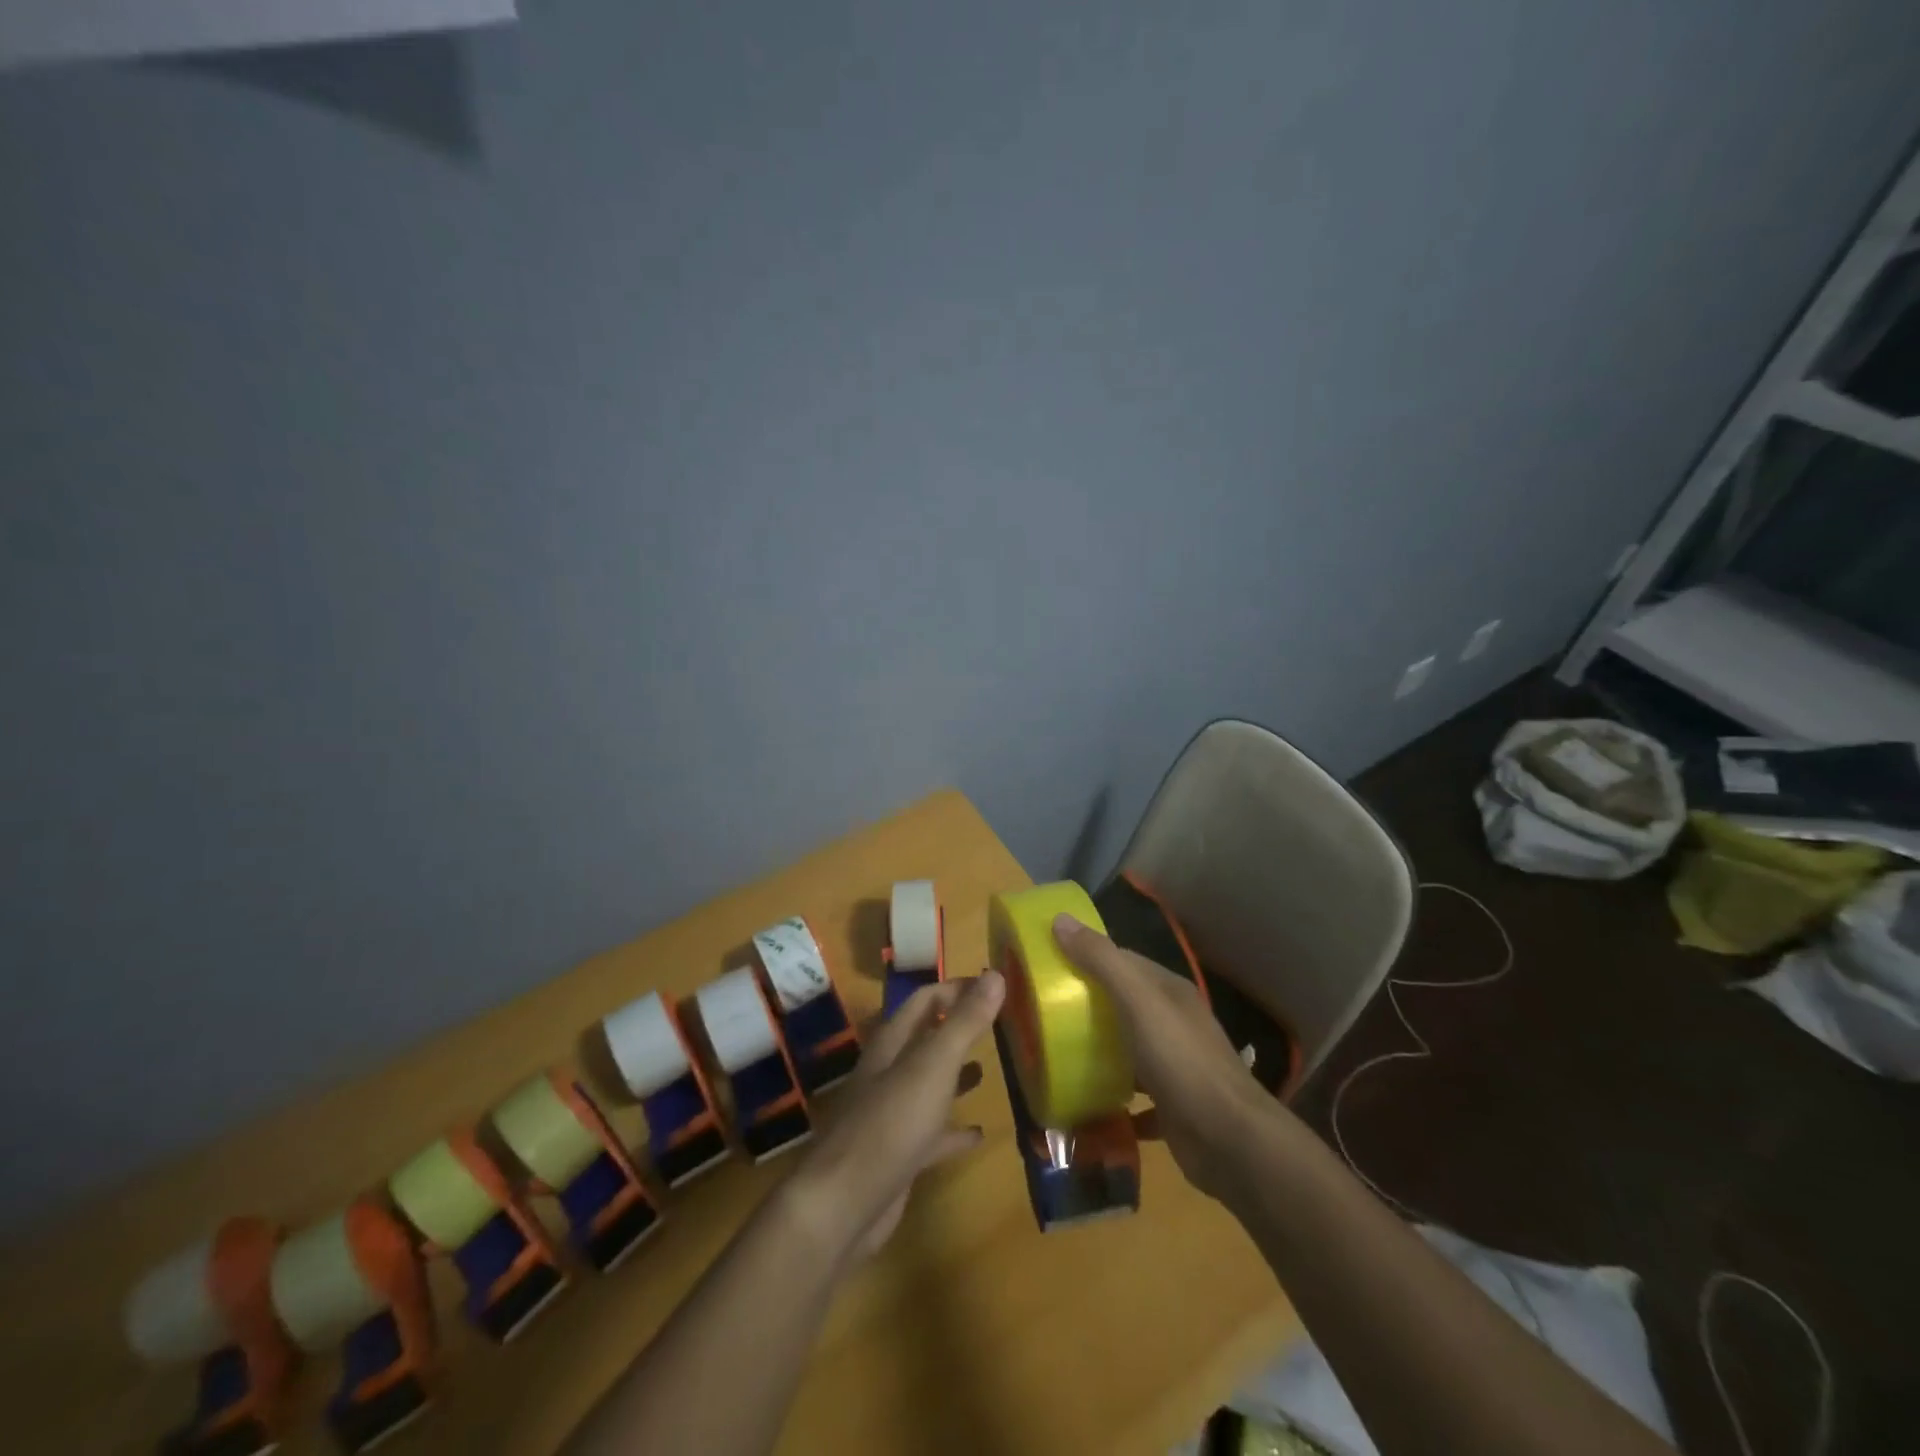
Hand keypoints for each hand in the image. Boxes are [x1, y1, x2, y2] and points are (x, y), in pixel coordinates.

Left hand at [786, 972, 1004, 1264]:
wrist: (843, 1205)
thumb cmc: (890, 1123)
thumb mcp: (933, 1065)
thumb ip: (965, 1022)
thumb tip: (995, 974)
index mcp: (892, 1044)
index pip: (924, 1000)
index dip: (956, 989)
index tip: (992, 986)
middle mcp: (888, 1073)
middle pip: (925, 1040)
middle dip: (956, 1029)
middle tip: (997, 1025)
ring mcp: (891, 1115)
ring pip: (928, 1085)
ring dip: (954, 1075)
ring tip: (988, 1069)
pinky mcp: (898, 1155)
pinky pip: (932, 1135)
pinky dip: (954, 1131)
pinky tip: (979, 1134)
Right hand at [1051, 913, 1279, 1200]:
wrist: (1231, 1142)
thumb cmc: (1181, 1061)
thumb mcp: (1138, 1002)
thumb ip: (1102, 961)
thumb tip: (1060, 919)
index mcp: (1168, 991)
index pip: (1123, 961)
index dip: (1087, 957)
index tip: (1050, 964)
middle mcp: (1174, 1022)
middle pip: (1123, 1004)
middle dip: (1086, 1005)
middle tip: (1043, 1013)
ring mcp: (1175, 1065)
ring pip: (1128, 1048)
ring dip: (1098, 1050)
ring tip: (1055, 1053)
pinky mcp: (1172, 1105)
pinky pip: (1133, 1094)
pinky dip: (1111, 1095)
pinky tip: (1084, 1100)